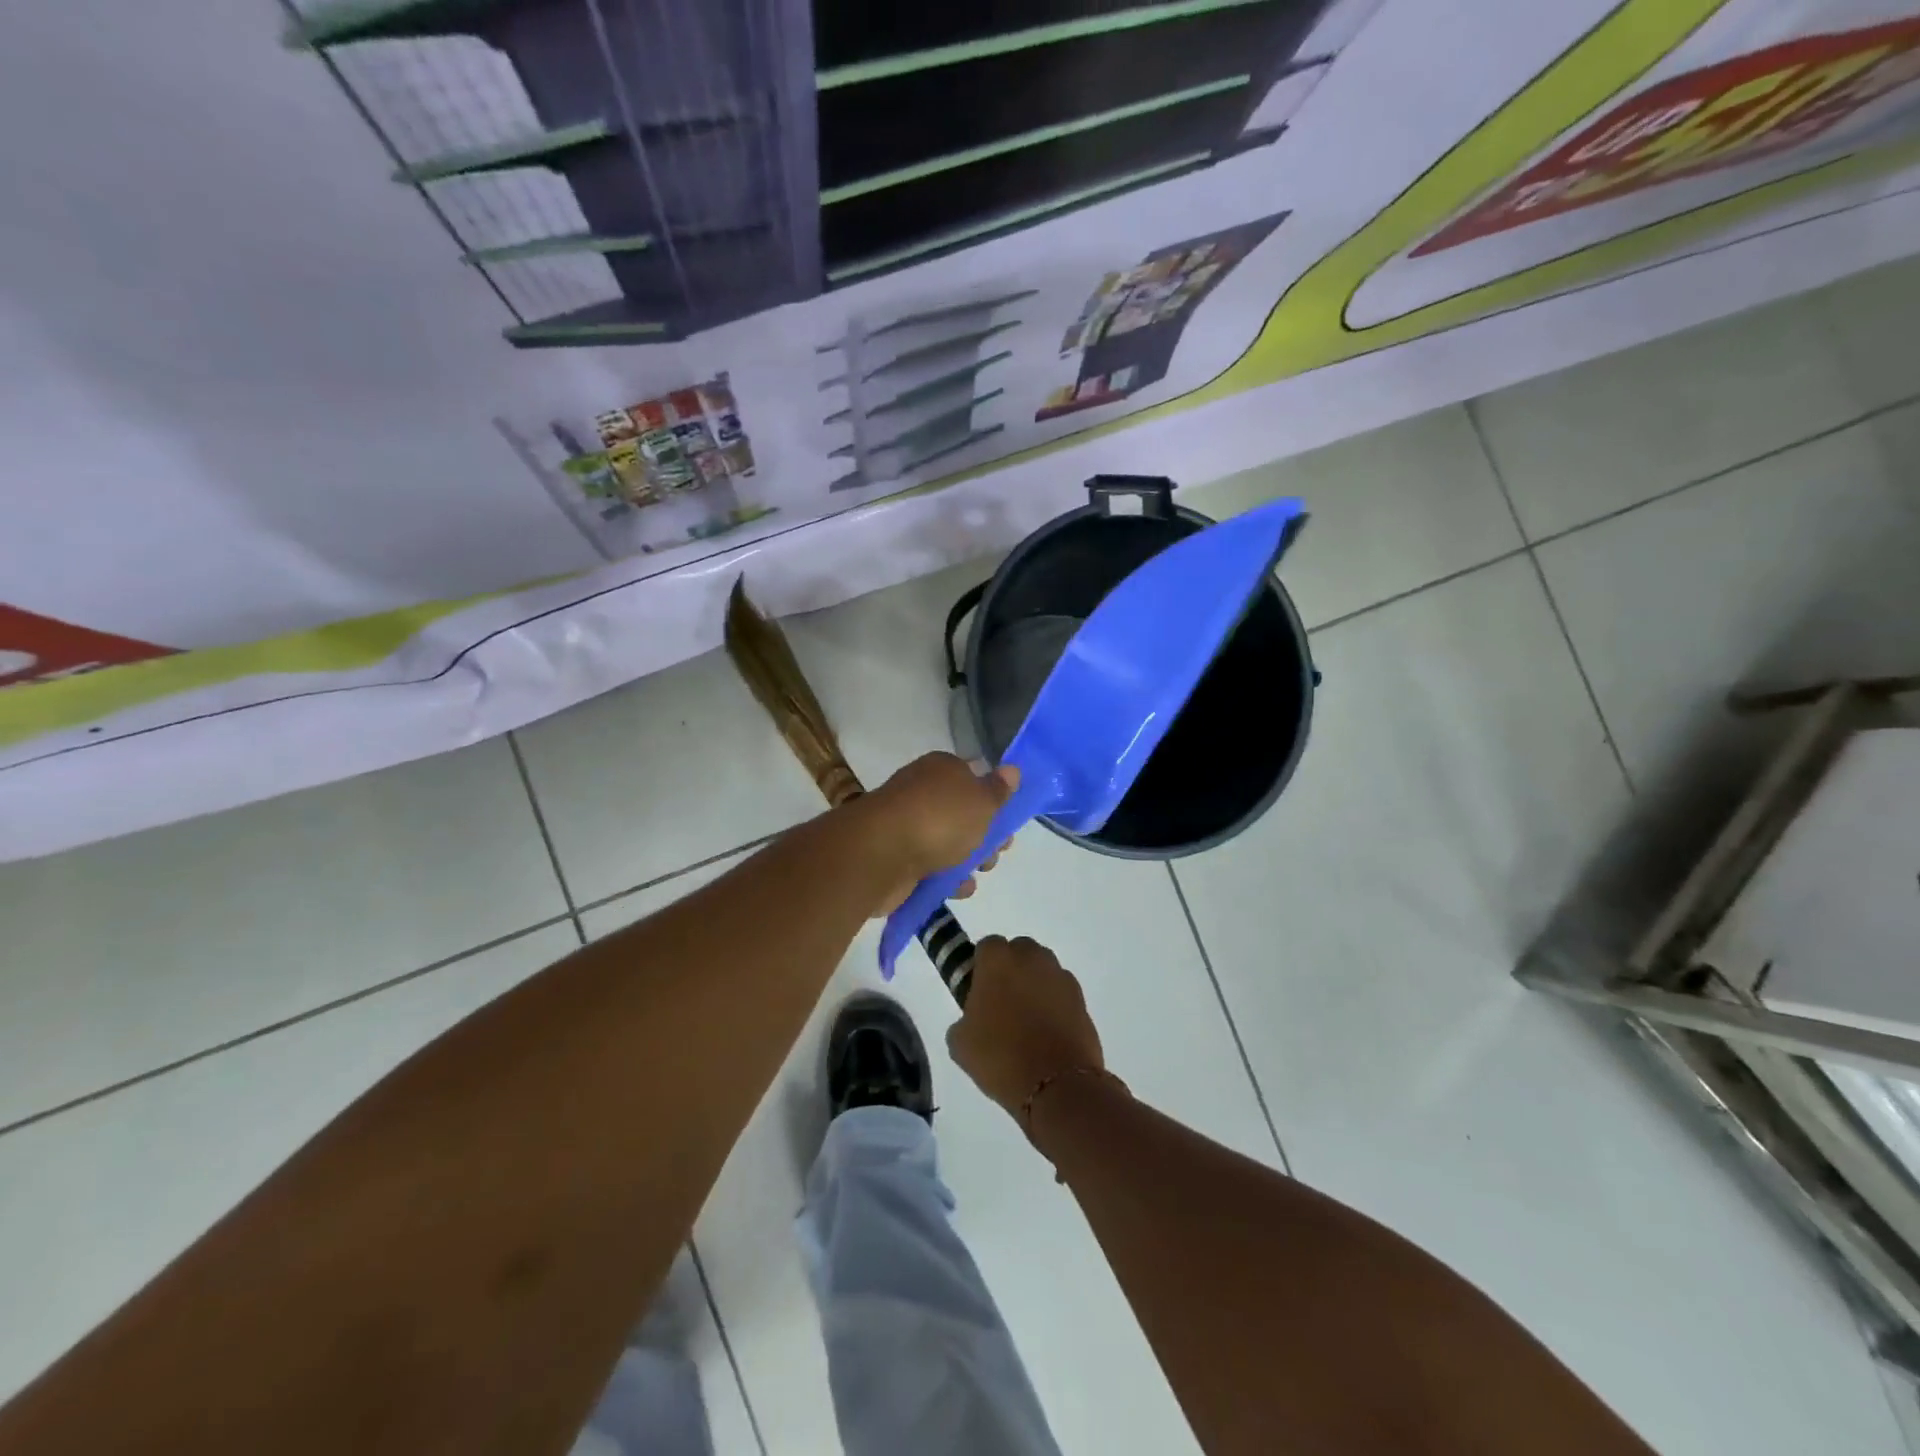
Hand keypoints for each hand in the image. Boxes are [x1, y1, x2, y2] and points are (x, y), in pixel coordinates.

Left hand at [856, 753, 1016, 911]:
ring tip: (979, 872)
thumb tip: (1012, 770)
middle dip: (984, 835)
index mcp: (940, 769)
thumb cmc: (939, 819)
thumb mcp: (981, 801)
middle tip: (998, 852)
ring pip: (946, 842)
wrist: (881, 854)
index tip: (1008, 822)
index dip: (993, 799)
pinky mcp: (896, 858)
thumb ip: (998, 790)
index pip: (972, 777)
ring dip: (967, 860)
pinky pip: (929, 867)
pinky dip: (946, 878)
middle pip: (961, 813)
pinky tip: (960, 889)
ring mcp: (906, 826)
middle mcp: (921, 792)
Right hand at [947, 937, 1104, 1127]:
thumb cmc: (1000, 1057)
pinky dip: (1054, 1004)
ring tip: (1027, 1020)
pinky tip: (1047, 1032)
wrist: (1056, 1085)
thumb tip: (975, 1019)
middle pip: (1018, 952)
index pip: (986, 947)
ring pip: (1042, 970)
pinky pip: (1060, 992)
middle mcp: (1031, 957)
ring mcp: (1059, 975)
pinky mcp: (1081, 997)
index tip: (978, 992)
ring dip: (1034, 985)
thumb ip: (964, 1018)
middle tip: (1002, 1004)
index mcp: (997, 959)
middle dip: (1011, 970)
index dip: (981, 968)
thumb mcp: (960, 1043)